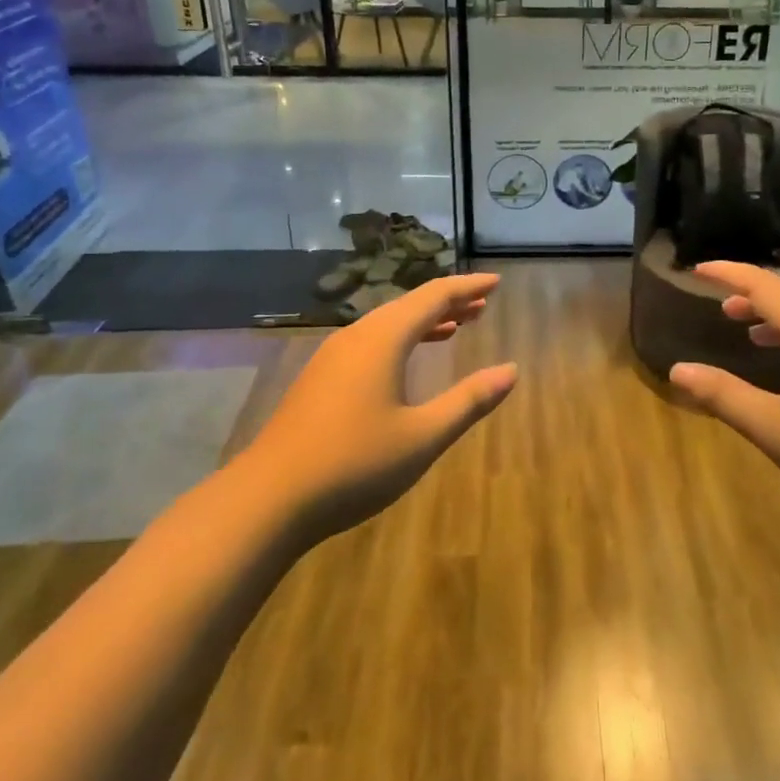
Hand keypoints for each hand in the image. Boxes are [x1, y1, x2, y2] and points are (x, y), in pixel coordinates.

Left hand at [248, 274, 517, 540]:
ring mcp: (332, 357)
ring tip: (458, 326)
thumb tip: (510, 371)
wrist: (268, 498)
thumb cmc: (354, 464)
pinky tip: (407, 361)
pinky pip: (370, 343)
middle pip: (409, 305)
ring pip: (387, 325)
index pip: (434, 297)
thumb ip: (468, 400)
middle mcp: (356, 337)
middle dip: (449, 303)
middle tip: (483, 305)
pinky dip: (400, 340)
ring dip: (424, 322)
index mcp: (383, 339)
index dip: (468, 287)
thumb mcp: (423, 436)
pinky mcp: (320, 379)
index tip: (496, 282)